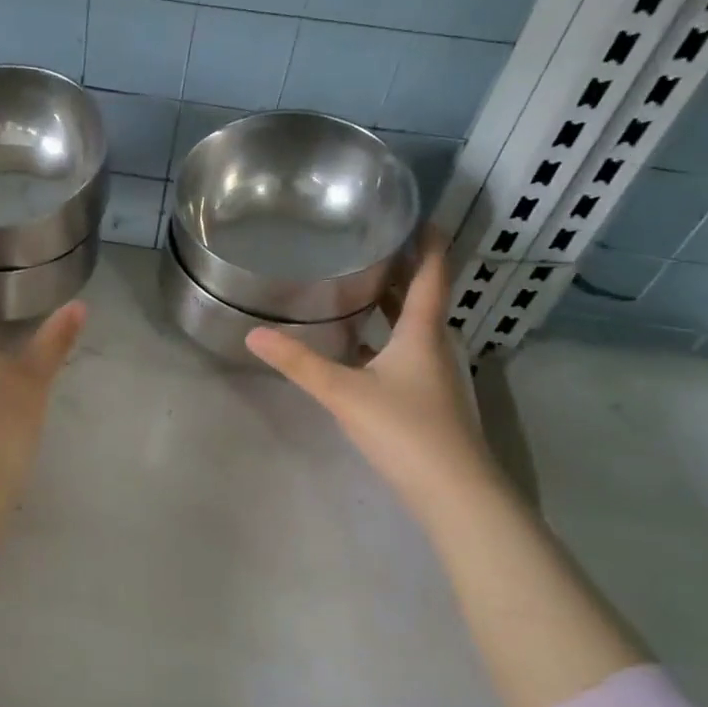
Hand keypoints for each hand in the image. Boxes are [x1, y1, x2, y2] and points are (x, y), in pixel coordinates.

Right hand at [246, 236, 499, 509]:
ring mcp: (435, 375)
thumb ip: (299, 363)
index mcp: (422, 332)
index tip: (415, 215)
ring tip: (356, 286)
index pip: (432, 274)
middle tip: (368, 243)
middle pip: (421, 297)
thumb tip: (254, 334)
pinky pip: (406, 353)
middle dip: (400, 269)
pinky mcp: (429, 400)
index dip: (428, 243)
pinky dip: (385, 338)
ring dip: (391, 304)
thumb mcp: (344, 392)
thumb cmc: (404, 429)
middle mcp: (434, 346)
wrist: (454, 491)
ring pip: (413, 327)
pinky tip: (359, 347)